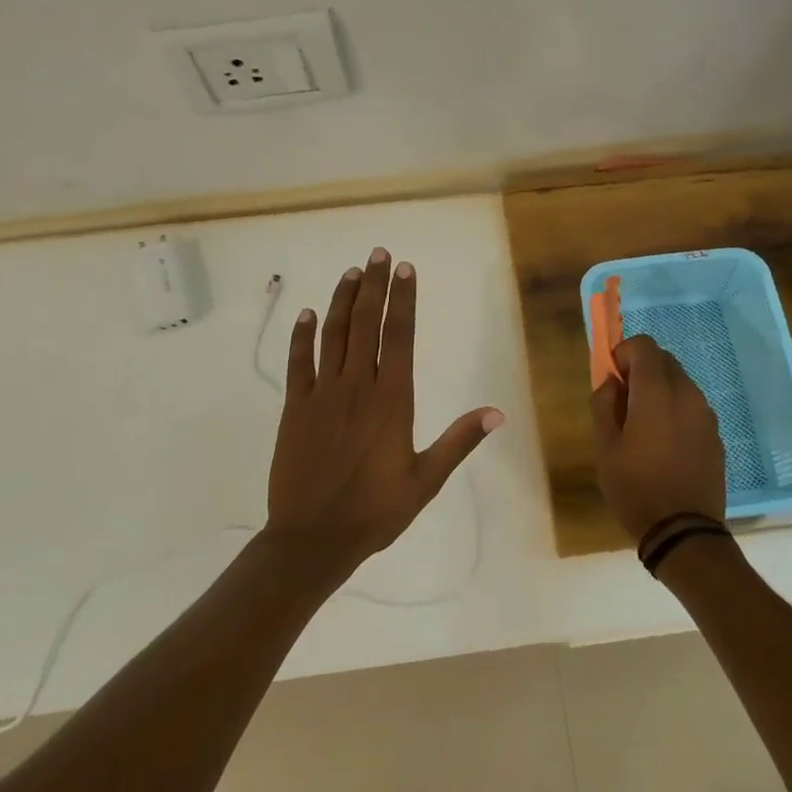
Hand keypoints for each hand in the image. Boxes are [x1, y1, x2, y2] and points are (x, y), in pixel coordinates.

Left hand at [266, 248, 503, 579]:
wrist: (314, 537)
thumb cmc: (376, 511)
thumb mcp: (426, 480)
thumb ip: (458, 442)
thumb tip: (497, 412)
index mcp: (392, 400)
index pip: (400, 336)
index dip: (402, 300)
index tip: (404, 269)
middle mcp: (357, 387)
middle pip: (365, 324)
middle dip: (373, 286)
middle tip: (377, 253)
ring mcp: (322, 394)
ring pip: (332, 335)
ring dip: (341, 300)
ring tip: (350, 272)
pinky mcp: (294, 408)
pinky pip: (298, 362)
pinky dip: (301, 336)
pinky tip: (306, 314)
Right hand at [589, 335, 727, 542]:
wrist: (683, 530)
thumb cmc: (635, 487)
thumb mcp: (605, 446)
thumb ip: (604, 404)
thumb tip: (612, 383)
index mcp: (656, 392)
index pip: (644, 345)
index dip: (623, 354)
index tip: (612, 380)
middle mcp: (687, 394)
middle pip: (664, 360)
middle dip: (641, 370)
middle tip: (623, 403)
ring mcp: (706, 415)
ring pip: (680, 383)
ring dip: (659, 390)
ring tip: (643, 427)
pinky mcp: (715, 435)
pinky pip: (692, 408)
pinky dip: (675, 411)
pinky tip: (664, 445)